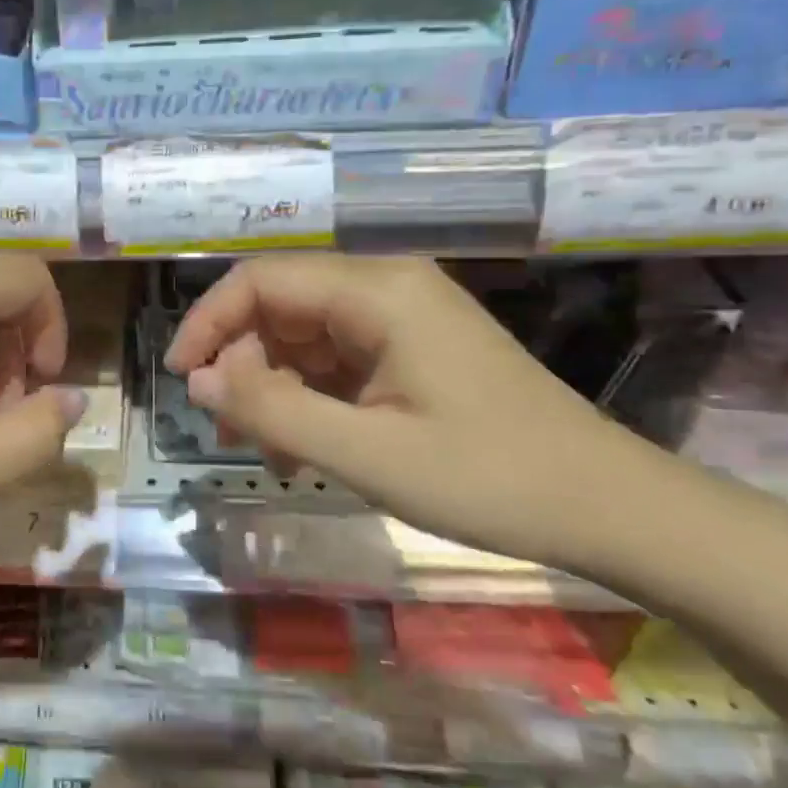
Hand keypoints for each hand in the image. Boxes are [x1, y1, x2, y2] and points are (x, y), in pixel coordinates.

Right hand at [164, 254, 672, 571]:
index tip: (180, 378)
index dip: (208, 322)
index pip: (261, 280)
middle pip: (280, 307)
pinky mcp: (412, 350)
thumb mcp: (365, 453)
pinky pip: (336, 361)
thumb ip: (272, 411)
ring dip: (272, 389)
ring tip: (268, 452)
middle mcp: (386, 289)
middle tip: (230, 432)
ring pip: (303, 337)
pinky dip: (308, 399)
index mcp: (377, 293)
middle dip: (241, 365)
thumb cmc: (488, 478)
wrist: (607, 507)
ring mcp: (402, 319)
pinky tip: (305, 449)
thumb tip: (199, 379)